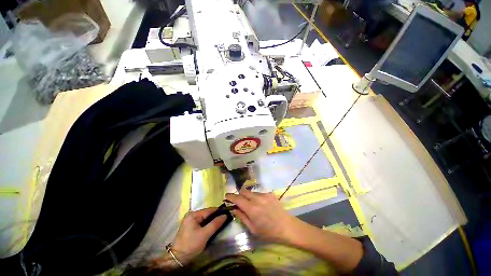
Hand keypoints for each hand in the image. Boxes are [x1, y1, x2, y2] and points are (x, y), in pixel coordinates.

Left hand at [172, 208, 226, 263]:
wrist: (178, 259)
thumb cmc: (191, 245)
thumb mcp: (205, 234)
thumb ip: (215, 224)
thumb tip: (225, 215)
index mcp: (193, 214)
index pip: (209, 210)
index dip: (218, 212)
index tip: (227, 214)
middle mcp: (191, 215)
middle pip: (207, 214)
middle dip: (215, 217)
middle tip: (225, 220)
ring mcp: (190, 221)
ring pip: (205, 219)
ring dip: (212, 222)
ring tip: (220, 224)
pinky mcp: (190, 227)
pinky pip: (202, 223)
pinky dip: (207, 225)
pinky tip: (212, 228)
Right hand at [226, 189, 300, 242]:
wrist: (286, 226)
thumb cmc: (268, 232)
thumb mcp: (253, 229)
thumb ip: (242, 217)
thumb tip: (234, 208)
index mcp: (251, 209)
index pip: (237, 199)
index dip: (230, 196)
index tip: (226, 196)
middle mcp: (257, 198)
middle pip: (244, 191)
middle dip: (239, 195)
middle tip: (240, 202)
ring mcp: (264, 194)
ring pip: (251, 192)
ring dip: (249, 197)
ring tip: (253, 205)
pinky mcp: (270, 193)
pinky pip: (259, 193)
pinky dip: (257, 197)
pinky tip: (262, 205)